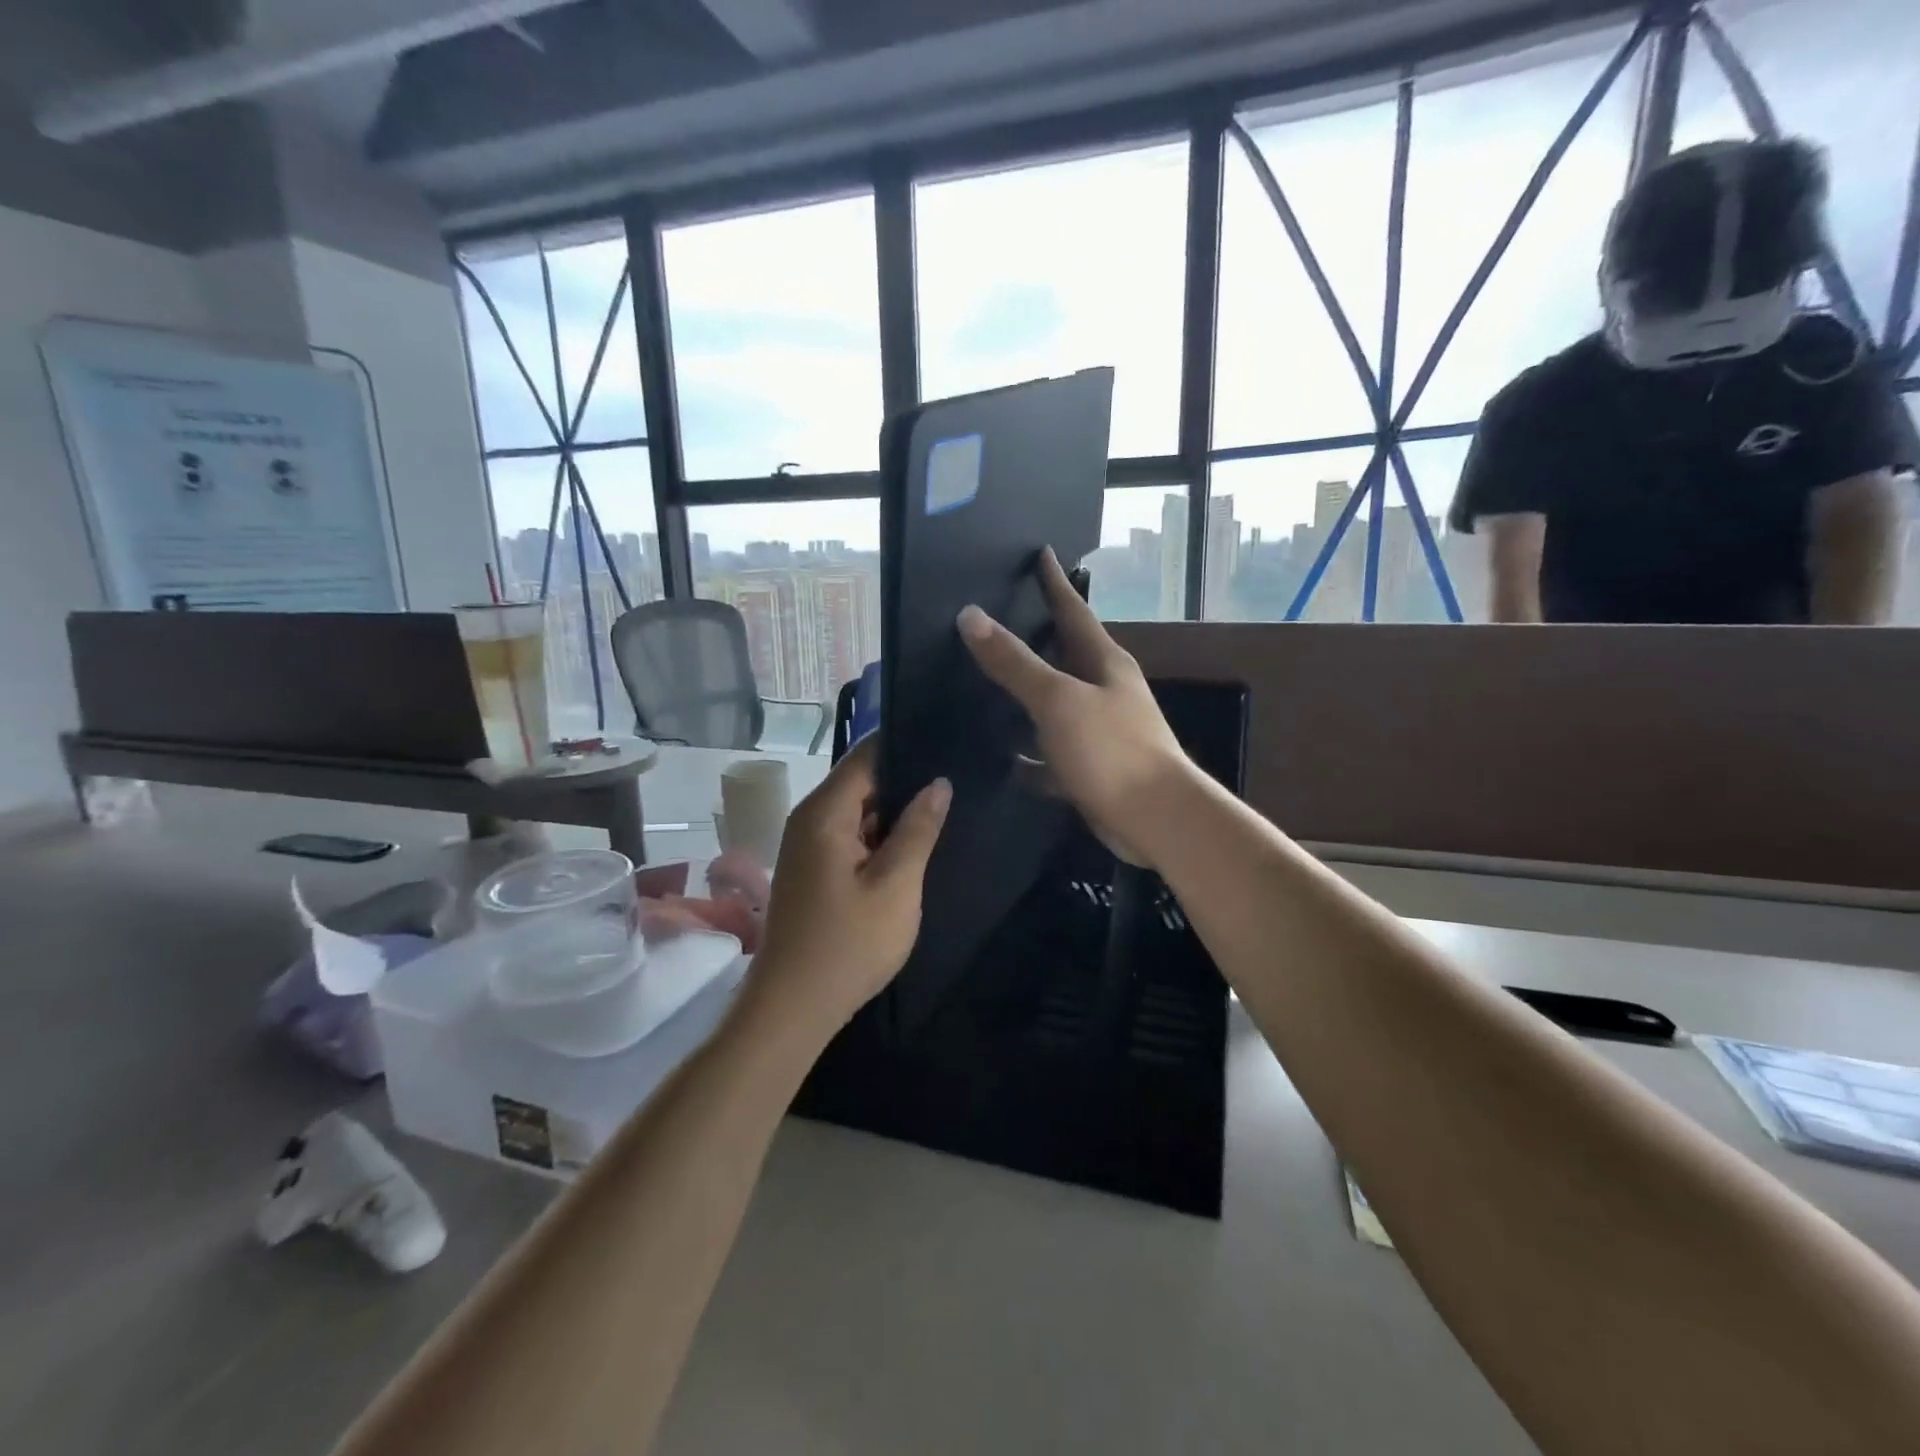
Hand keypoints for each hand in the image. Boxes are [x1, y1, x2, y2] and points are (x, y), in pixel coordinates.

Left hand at [746, 738, 950, 1039]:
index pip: (867, 755)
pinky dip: (879, 836)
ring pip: (858, 810)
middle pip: (861, 780)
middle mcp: (809, 819)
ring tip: (945, 804)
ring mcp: (808, 846)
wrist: (792, 1009)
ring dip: (894, 811)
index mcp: (825, 813)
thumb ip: (918, 829)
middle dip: (906, 779)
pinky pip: (849, 836)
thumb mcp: (895, 885)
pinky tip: (913, 842)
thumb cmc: (848, 945)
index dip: (907, 745)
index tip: (948, 742)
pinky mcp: (812, 870)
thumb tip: (939, 782)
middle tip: (958, 777)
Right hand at [957, 548, 1194, 868]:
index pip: (1074, 610)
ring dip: (1029, 695)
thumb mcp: (1058, 700)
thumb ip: (1014, 662)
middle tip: (1000, 616)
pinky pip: (1052, 754)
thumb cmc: (1111, 749)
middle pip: (1065, 655)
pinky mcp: (1092, 768)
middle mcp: (1105, 690)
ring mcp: (1100, 730)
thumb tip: (970, 616)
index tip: (1041, 552)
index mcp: (1104, 663)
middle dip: (1037, 636)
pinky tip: (1005, 758)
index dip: (1054, 582)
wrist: (1155, 819)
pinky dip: (1031, 755)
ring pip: (1056, 704)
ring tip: (988, 684)